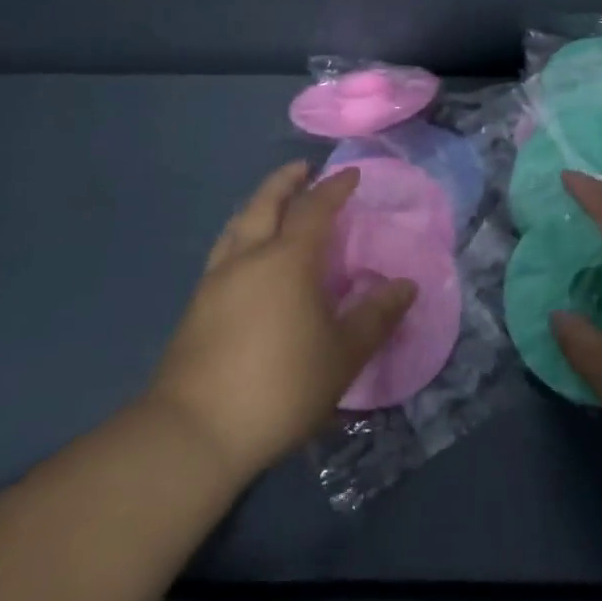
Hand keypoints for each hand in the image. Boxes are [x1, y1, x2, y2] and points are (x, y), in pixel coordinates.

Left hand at [149, 163, 414, 482]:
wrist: (195, 431)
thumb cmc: (280, 386)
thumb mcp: (342, 356)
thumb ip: (375, 317)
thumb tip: (406, 286)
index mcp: (288, 259)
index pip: (315, 208)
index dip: (334, 187)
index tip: (350, 174)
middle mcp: (248, 257)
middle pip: (266, 202)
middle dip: (286, 180)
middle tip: (303, 169)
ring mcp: (216, 279)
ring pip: (238, 223)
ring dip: (259, 203)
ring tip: (272, 203)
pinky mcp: (196, 305)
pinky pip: (224, 249)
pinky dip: (242, 233)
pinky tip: (246, 255)